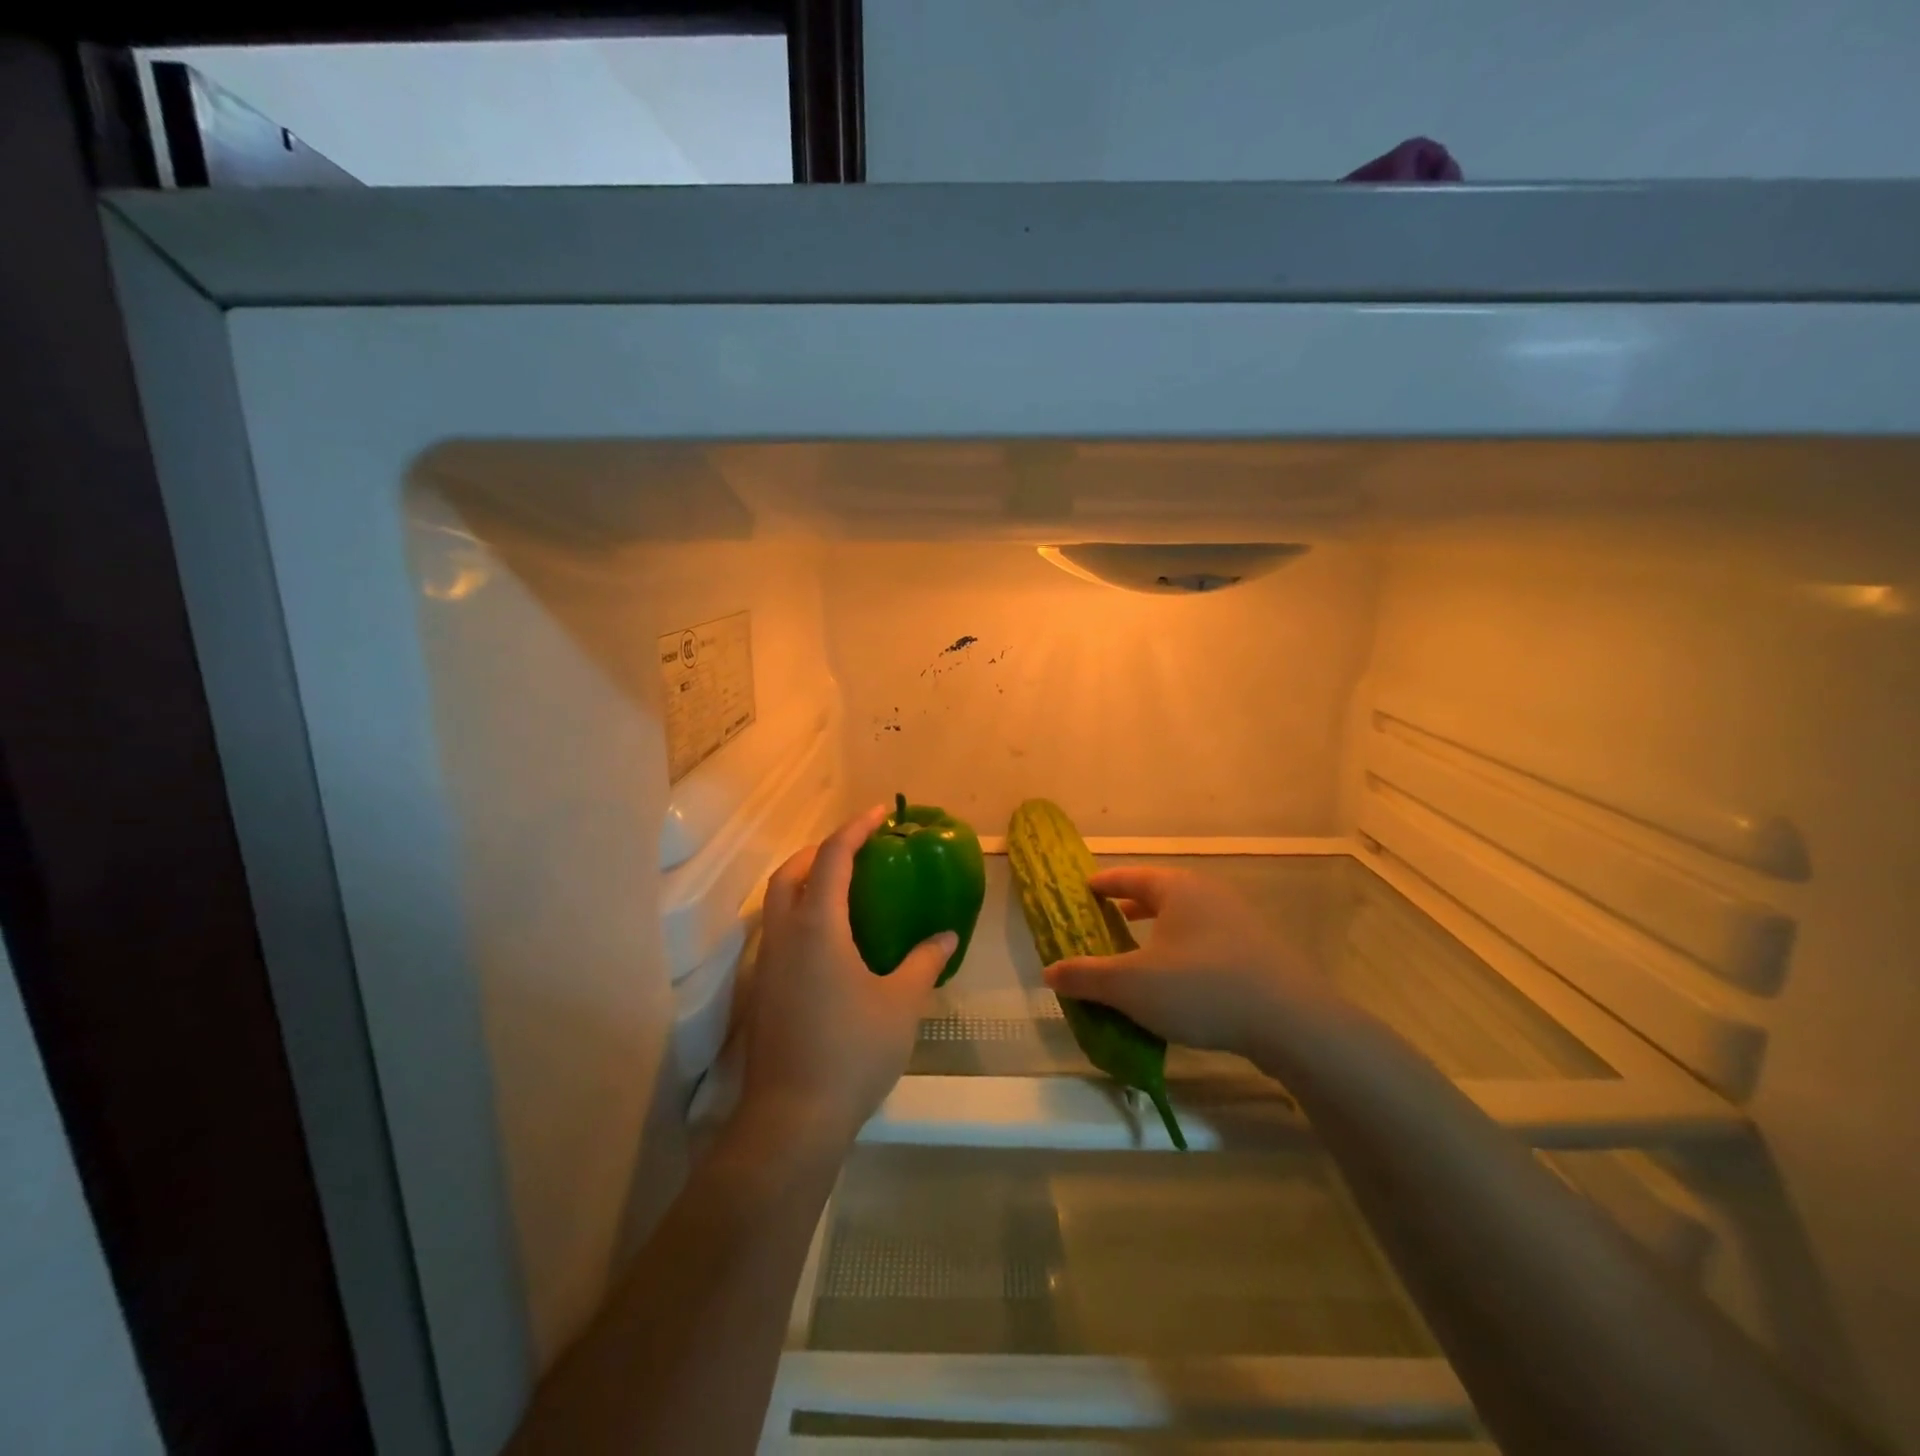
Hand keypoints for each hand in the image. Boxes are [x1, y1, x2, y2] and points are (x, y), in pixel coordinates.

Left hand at [736, 805, 954, 1153]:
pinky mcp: (763, 989)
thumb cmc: (852, 1051)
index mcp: (817, 926)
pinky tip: (830, 938)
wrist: (793, 1118)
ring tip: (845, 886)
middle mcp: (785, 935)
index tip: (879, 813)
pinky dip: (800, 912)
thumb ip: (924, 962)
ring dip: (805, 879)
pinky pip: (778, 929)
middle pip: (790, 871)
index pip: (831, 858)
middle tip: (857, 848)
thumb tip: (947, 937)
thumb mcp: (902, 1003)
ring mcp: (768, 963)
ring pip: (777, 901)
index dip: (855, 829)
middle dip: (821, 849)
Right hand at [1043, 866, 1323, 1060]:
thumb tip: (1049, 971)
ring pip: (1187, 918)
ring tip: (1140, 950)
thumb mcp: (1132, 985)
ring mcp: (1240, 922)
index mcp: (1178, 889)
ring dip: (1160, 931)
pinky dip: (1184, 951)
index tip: (1084, 889)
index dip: (1104, 883)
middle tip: (1107, 918)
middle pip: (1162, 893)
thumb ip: (1086, 976)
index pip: (1131, 877)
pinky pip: (1208, 941)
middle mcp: (1210, 895)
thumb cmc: (1201, 989)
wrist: (1293, 1023)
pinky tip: (1180, 981)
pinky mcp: (1260, 952)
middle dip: (1132, 906)